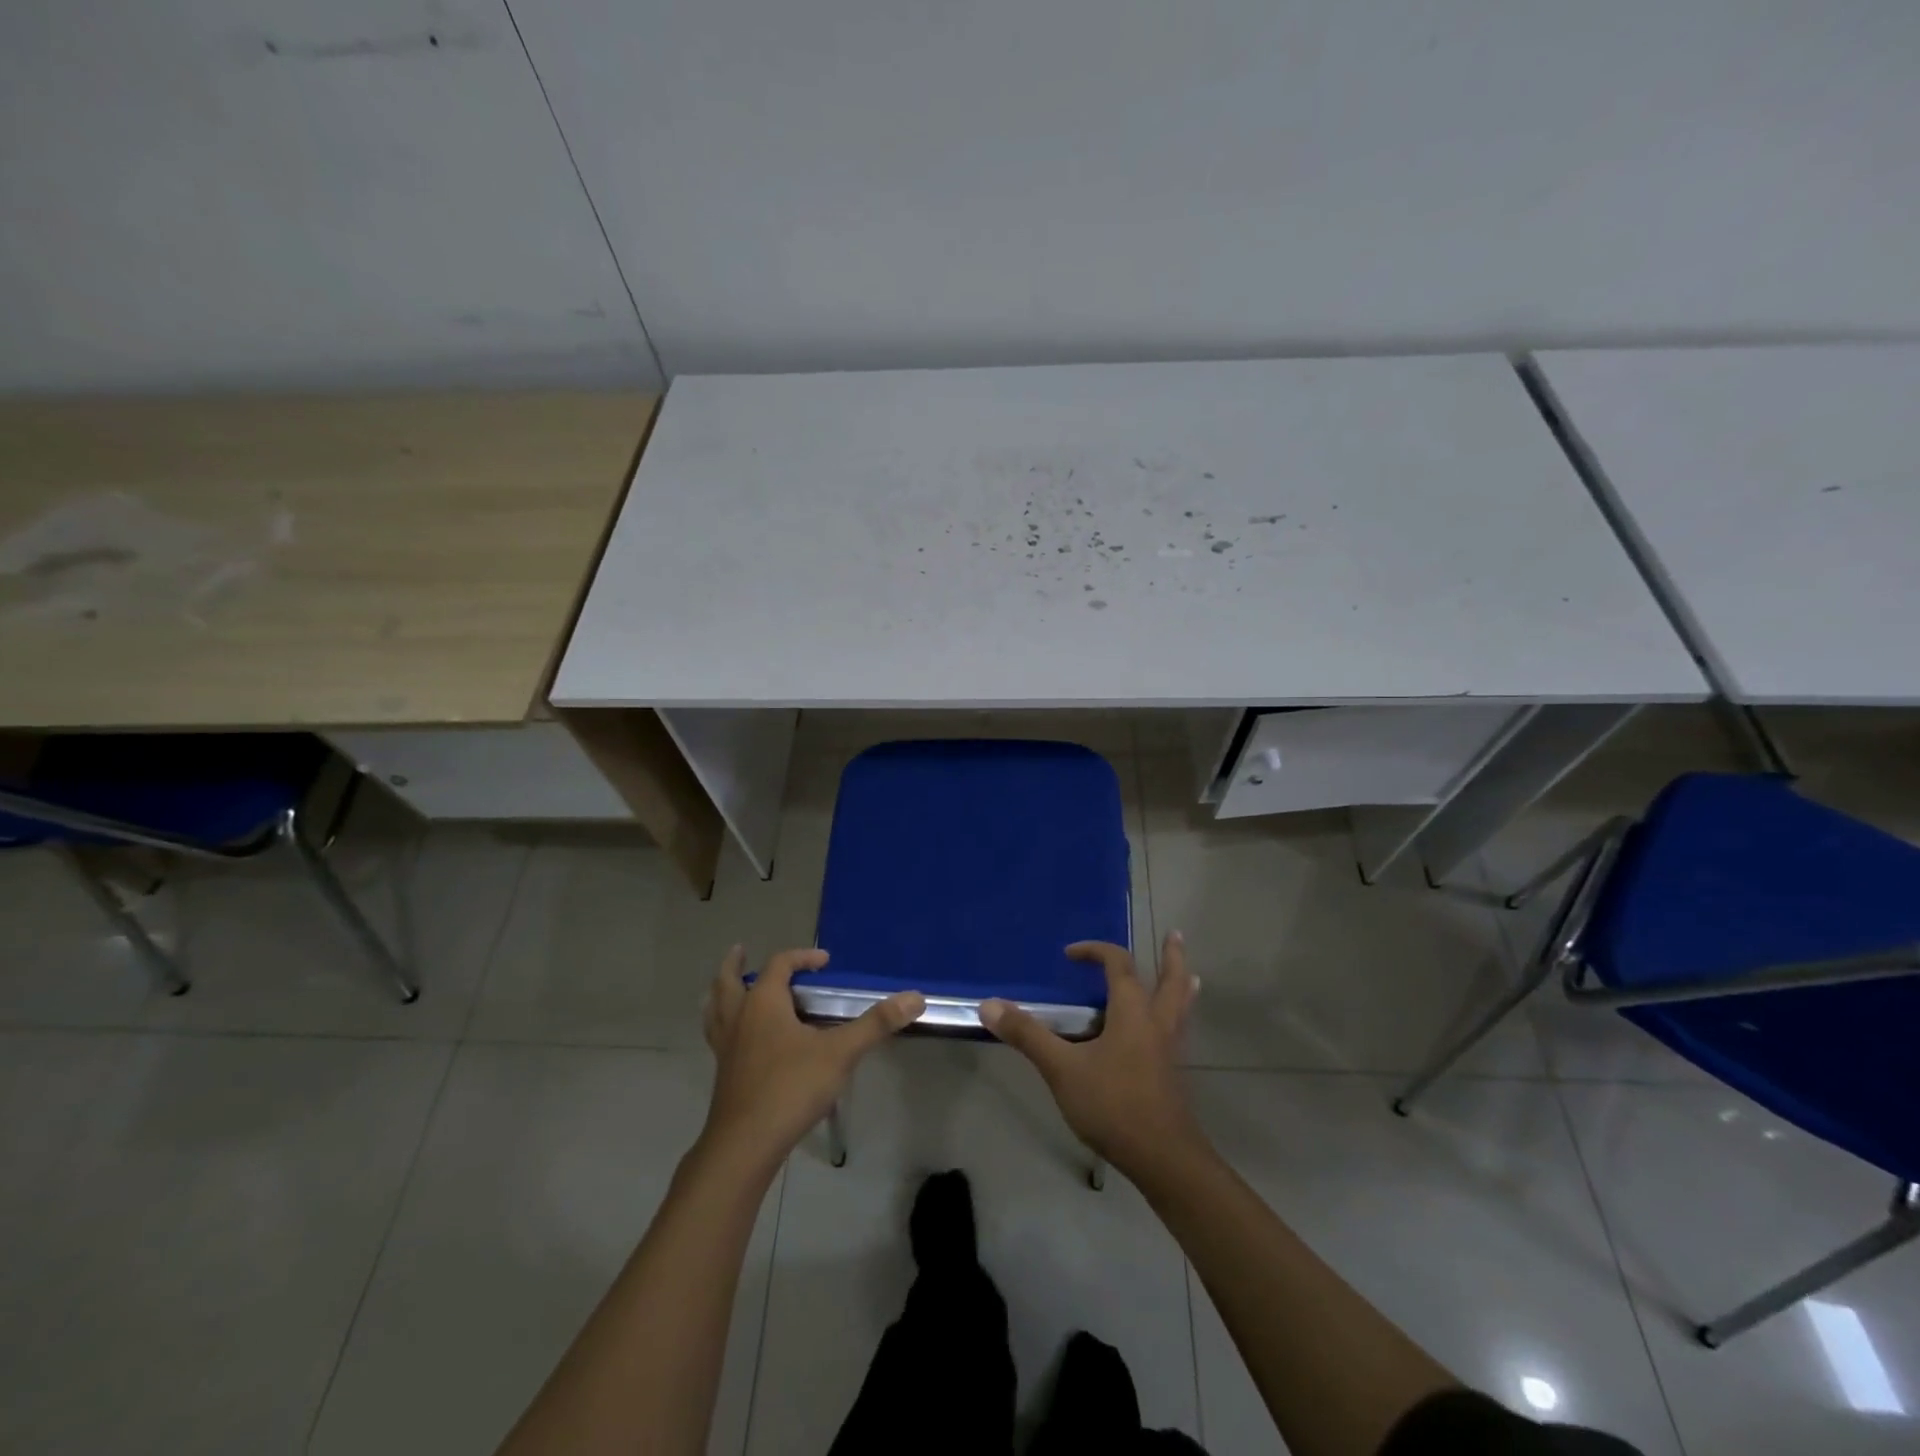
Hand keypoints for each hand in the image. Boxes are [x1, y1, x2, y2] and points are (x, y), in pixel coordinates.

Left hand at [700, 945, 923, 1171]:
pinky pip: (717, 1037)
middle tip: (740, 950)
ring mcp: (726, 1048)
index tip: (824, 962)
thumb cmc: (791, 1088)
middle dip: (735, 965)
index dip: (802, 958)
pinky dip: (722, 1024)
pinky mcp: (723, 1074)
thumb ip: (876, 1024)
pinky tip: (737, 1039)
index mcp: (763, 1003)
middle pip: (728, 981)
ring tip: (728, 988)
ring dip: (721, 993)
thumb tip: (915, 997)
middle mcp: (739, 1018)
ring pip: (715, 1009)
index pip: (779, 965)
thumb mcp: (840, 1052)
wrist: (745, 1145)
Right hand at [980, 933, 1204, 1178]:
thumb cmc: (1113, 1104)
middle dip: (1172, 957)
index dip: (1095, 951)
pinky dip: (1178, 1017)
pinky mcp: (1174, 1074)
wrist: (1163, 1158)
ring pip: (1182, 1006)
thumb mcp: (1062, 1069)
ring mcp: (1171, 1049)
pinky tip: (1167, 1032)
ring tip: (1190, 975)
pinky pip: (1180, 1031)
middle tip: (1174, 935)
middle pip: (1172, 980)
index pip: (1118, 964)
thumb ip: (1028, 1035)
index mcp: (1132, 1011)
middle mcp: (1157, 1022)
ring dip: (1183, 985)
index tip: (1070, 955)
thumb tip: (989, 1004)